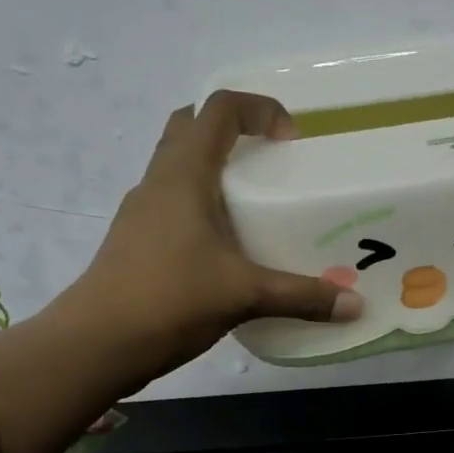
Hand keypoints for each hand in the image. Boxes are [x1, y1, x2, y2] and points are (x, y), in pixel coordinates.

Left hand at [72, 90, 362, 376]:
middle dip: (230, 133)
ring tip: (251, 210)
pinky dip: (199, 211)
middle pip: (190, 129)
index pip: (220, 109)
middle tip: (267, 165)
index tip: (290, 141)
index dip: (259, 109)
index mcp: (184, 174)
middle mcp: (158, 182)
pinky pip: (171, 208)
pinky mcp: (135, 244)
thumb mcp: (244, 295)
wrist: (98, 343)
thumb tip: (355, 305)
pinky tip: (223, 253)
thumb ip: (302, 297)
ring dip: (212, 173)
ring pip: (177, 170)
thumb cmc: (170, 299)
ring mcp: (141, 213)